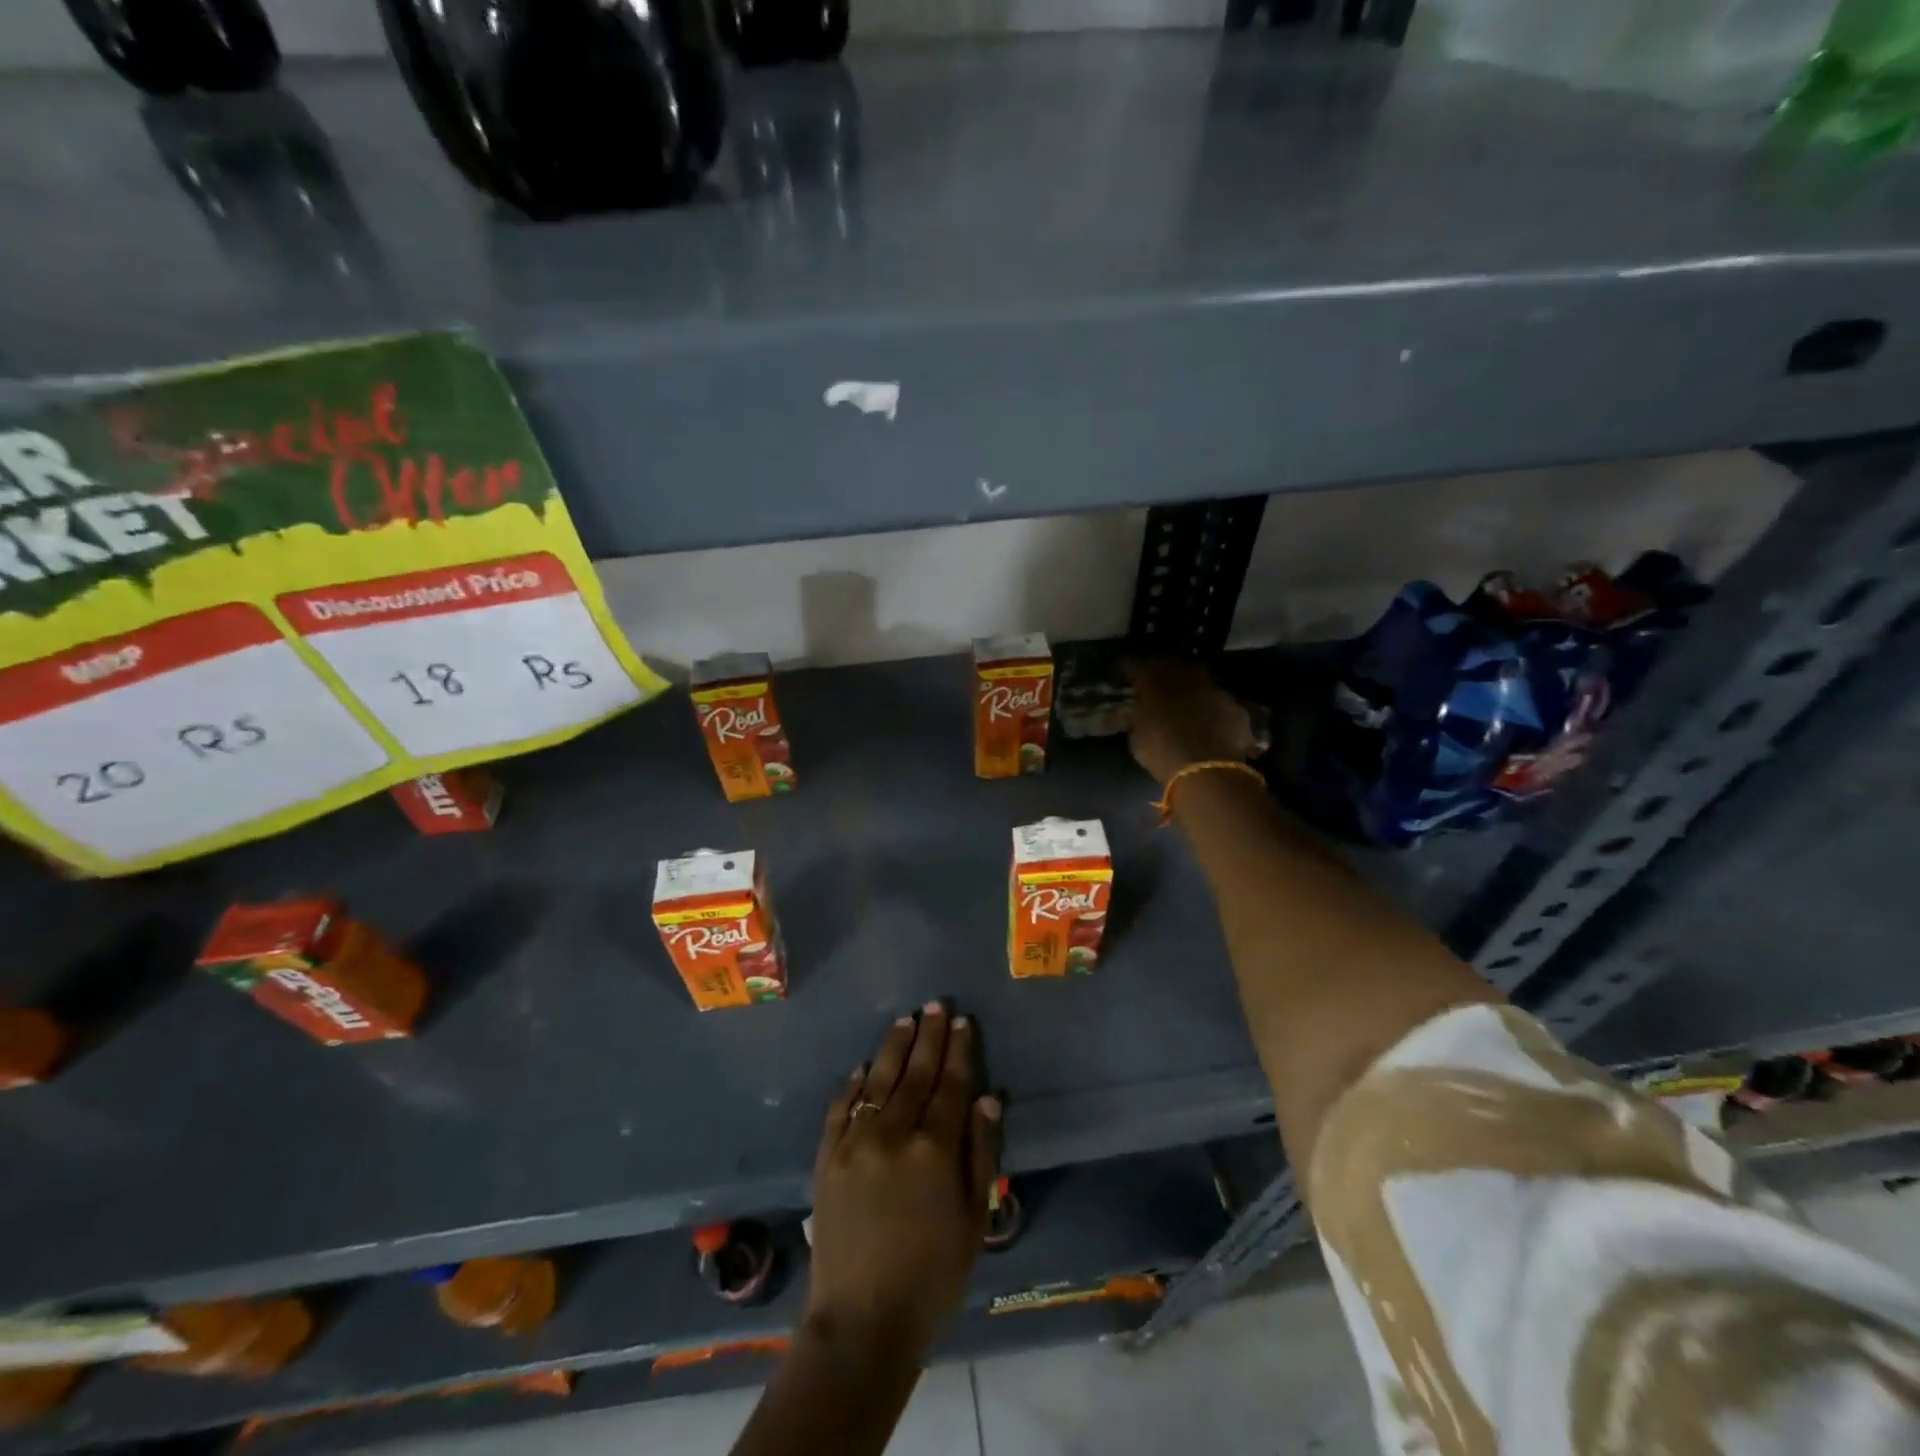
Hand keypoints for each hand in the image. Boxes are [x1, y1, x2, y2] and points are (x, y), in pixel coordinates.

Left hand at [805, 1003, 1000, 1362]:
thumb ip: (981, 1152)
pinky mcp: (827, 1157)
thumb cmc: (932, 1277)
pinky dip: (852, 1084)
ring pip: (878, 1080)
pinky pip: (840, 1108)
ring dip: (893, 1047)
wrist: (861, 1322)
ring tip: (906, 1020)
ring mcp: (855, 1142)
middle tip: (935, 1004)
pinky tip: (862, 1066)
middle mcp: (893, 1133)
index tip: (962, 1021)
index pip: (950, 1085)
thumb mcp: (974, 1221)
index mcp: (934, 1149)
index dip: (959, 1051)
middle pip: (915, 1073)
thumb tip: (987, 1096)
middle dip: (929, 1036)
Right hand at [1126, 658, 1257, 785]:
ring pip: (1201, 681)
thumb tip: (1136, 711)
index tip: (1126, 676)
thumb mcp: (1136, 737)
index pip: (1134, 664)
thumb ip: (1137, 717)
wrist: (1207, 770)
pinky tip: (1212, 725)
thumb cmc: (1161, 753)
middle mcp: (1186, 675)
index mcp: (1154, 680)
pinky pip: (1221, 704)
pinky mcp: (1236, 707)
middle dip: (1165, 670)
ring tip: (1188, 704)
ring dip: (1193, 689)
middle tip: (1160, 684)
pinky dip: (1214, 711)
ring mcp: (1214, 689)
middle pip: (1173, 662)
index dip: (1129, 669)